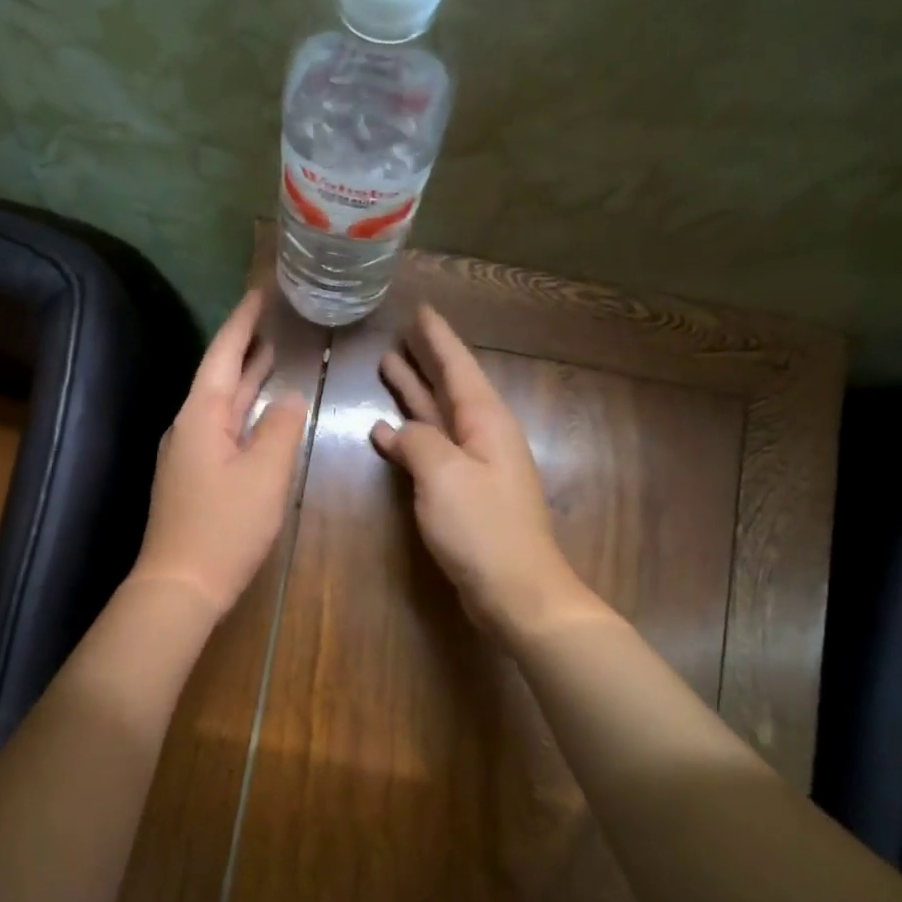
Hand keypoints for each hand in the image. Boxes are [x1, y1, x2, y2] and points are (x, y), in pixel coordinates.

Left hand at [129, 290, 308, 617]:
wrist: (181, 585)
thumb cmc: (224, 527)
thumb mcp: (264, 474)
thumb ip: (280, 429)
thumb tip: (289, 399)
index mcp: (201, 416)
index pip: (223, 355)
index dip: (242, 323)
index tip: (259, 293)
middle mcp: (189, 428)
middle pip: (219, 377)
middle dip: (245, 348)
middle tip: (271, 321)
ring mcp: (189, 455)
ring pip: (222, 407)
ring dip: (246, 382)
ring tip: (271, 356)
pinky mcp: (194, 480)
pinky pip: (223, 432)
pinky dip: (244, 415)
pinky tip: (261, 417)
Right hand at [371, 304, 609, 638]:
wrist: (516, 590)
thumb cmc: (482, 528)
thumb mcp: (444, 475)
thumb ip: (417, 442)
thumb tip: (395, 431)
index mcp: (486, 422)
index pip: (460, 368)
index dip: (438, 340)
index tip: (422, 311)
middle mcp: (483, 437)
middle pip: (450, 389)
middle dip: (425, 362)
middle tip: (399, 336)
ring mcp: (474, 467)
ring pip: (439, 418)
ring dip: (414, 395)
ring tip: (388, 369)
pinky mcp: (464, 495)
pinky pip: (432, 452)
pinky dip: (409, 439)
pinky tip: (385, 434)